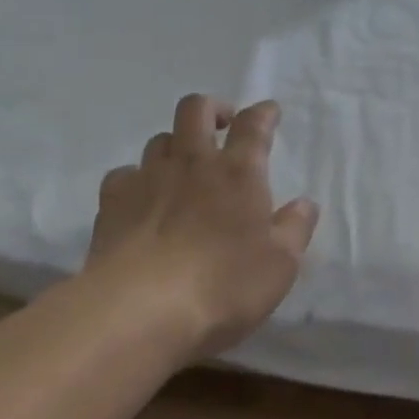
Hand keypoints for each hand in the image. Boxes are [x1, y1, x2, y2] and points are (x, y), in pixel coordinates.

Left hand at [84, 95, 319, 361]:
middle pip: (196, 109)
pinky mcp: (113, 201)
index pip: (254, 125)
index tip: (270, 112)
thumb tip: (305, 204)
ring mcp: (149, 178)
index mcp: (239, 172)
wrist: (141, 309)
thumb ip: (295, 229)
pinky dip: (136, 179)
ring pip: (160, 139)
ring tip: (183, 167)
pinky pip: (124, 174)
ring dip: (175, 144)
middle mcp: (193, 163)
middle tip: (222, 124)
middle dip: (212, 108)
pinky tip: (141, 198)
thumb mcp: (279, 265)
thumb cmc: (223, 285)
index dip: (264, 113)